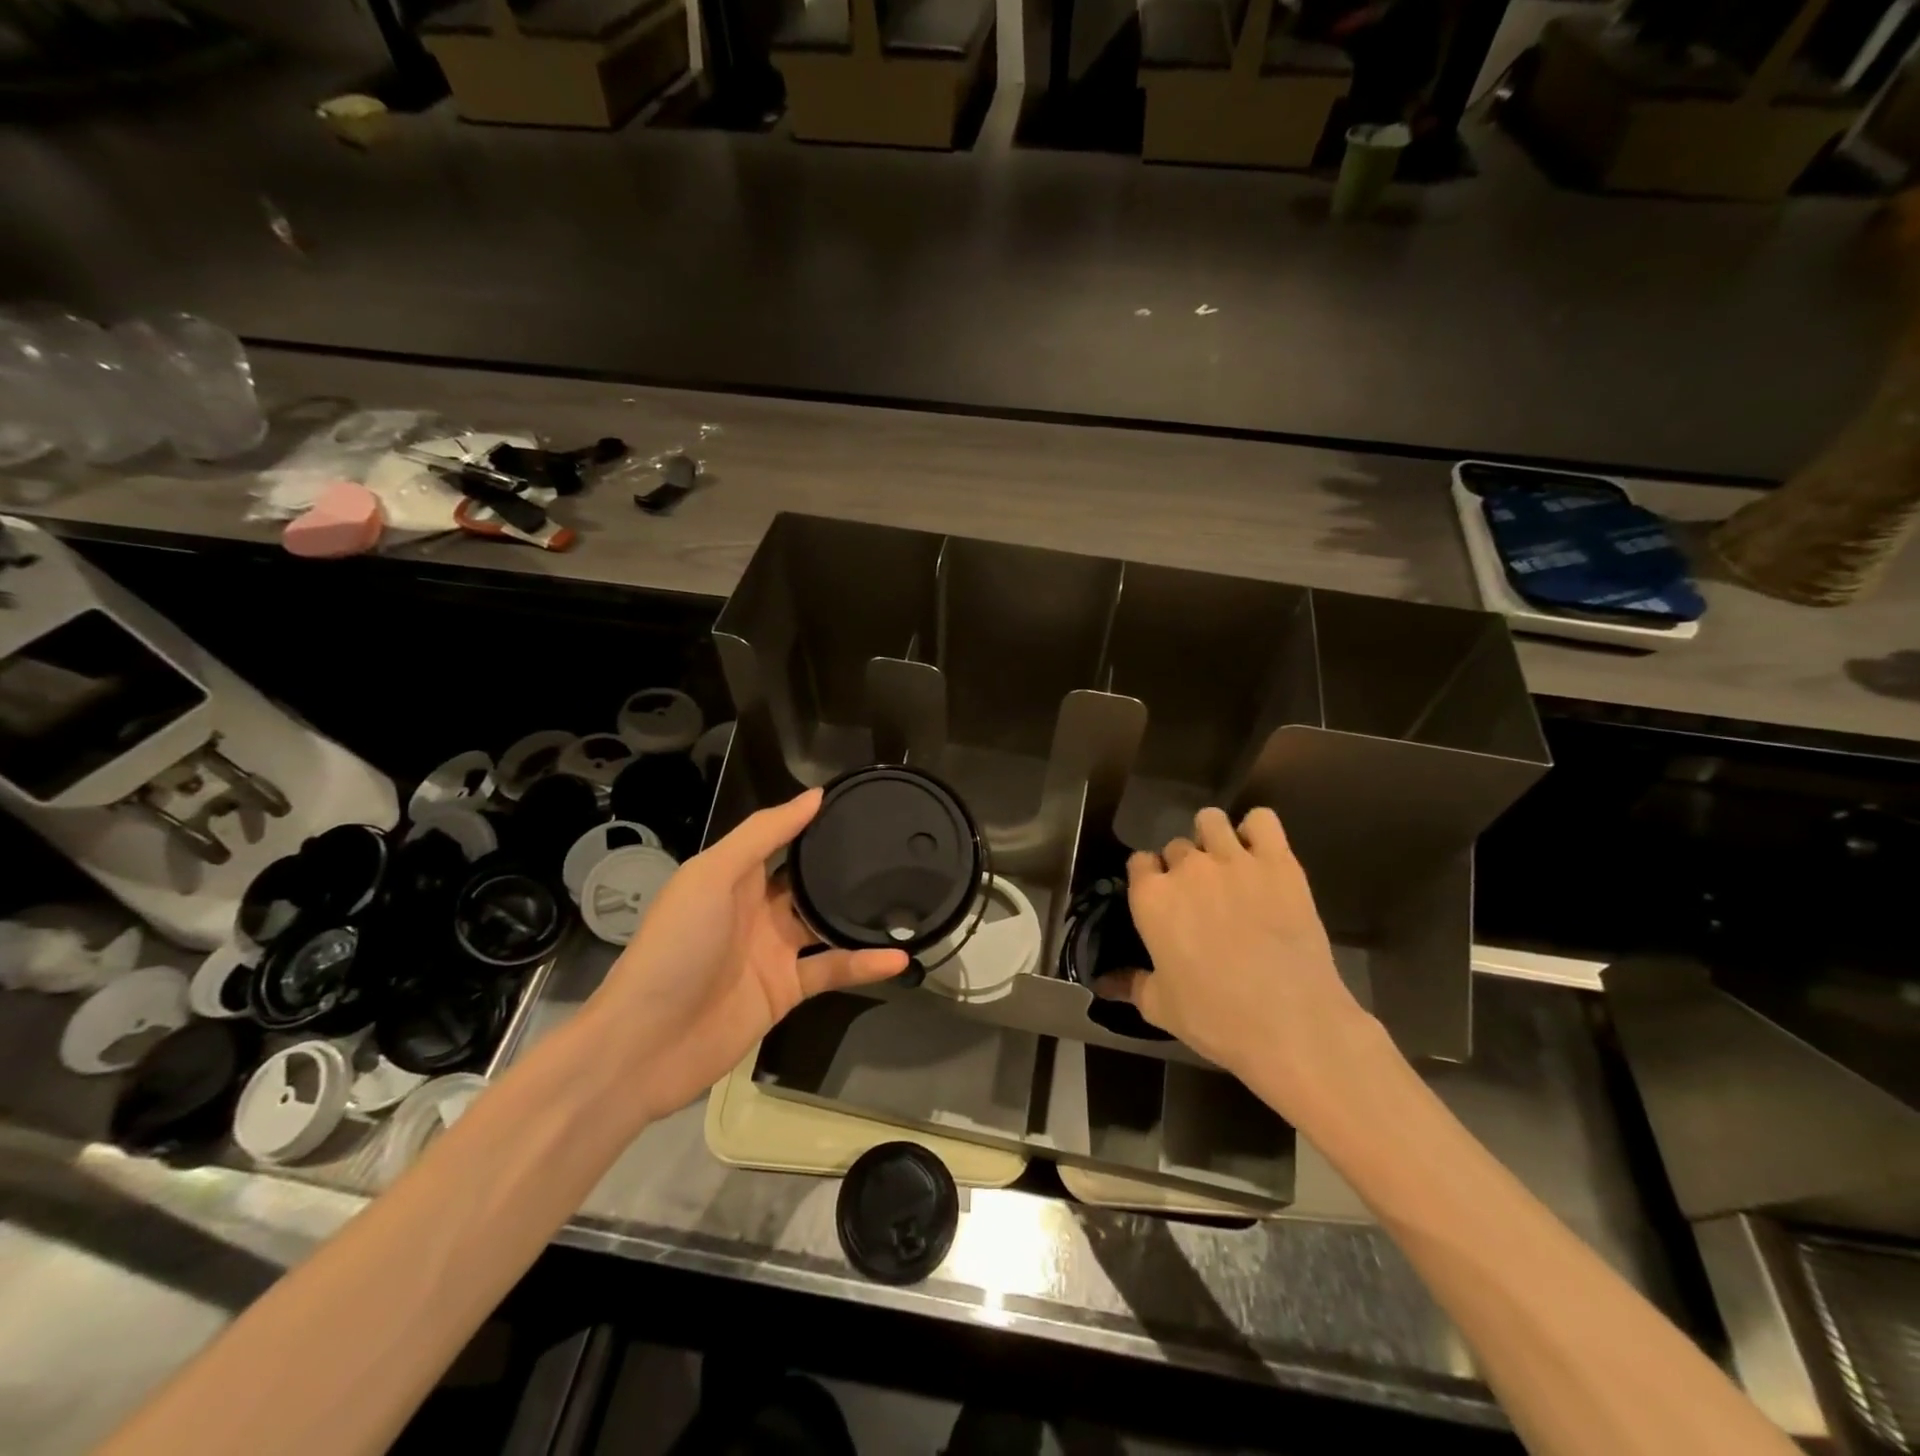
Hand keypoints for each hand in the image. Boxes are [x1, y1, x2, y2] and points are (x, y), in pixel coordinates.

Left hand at [582, 788, 907, 1126]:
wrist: (645, 1044)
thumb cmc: (677, 946)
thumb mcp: (712, 875)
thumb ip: (763, 834)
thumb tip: (816, 796)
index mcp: (733, 876)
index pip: (780, 838)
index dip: (813, 821)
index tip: (859, 803)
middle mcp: (755, 908)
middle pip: (806, 880)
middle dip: (843, 867)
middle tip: (895, 849)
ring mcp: (772, 951)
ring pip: (824, 924)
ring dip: (859, 915)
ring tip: (907, 898)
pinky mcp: (785, 990)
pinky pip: (831, 969)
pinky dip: (863, 964)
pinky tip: (898, 958)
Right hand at [1100, 806, 1385, 1120]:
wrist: (1292, 1024)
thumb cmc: (1216, 1018)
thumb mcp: (1160, 1007)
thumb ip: (1131, 984)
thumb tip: (1104, 983)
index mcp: (1151, 897)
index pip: (1138, 862)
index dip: (1149, 879)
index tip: (1161, 901)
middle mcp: (1186, 868)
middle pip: (1175, 846)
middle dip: (1183, 867)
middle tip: (1201, 898)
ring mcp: (1233, 859)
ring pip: (1211, 821)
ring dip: (1213, 839)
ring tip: (1227, 866)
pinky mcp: (1278, 862)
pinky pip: (1262, 820)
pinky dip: (1258, 831)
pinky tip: (1260, 855)